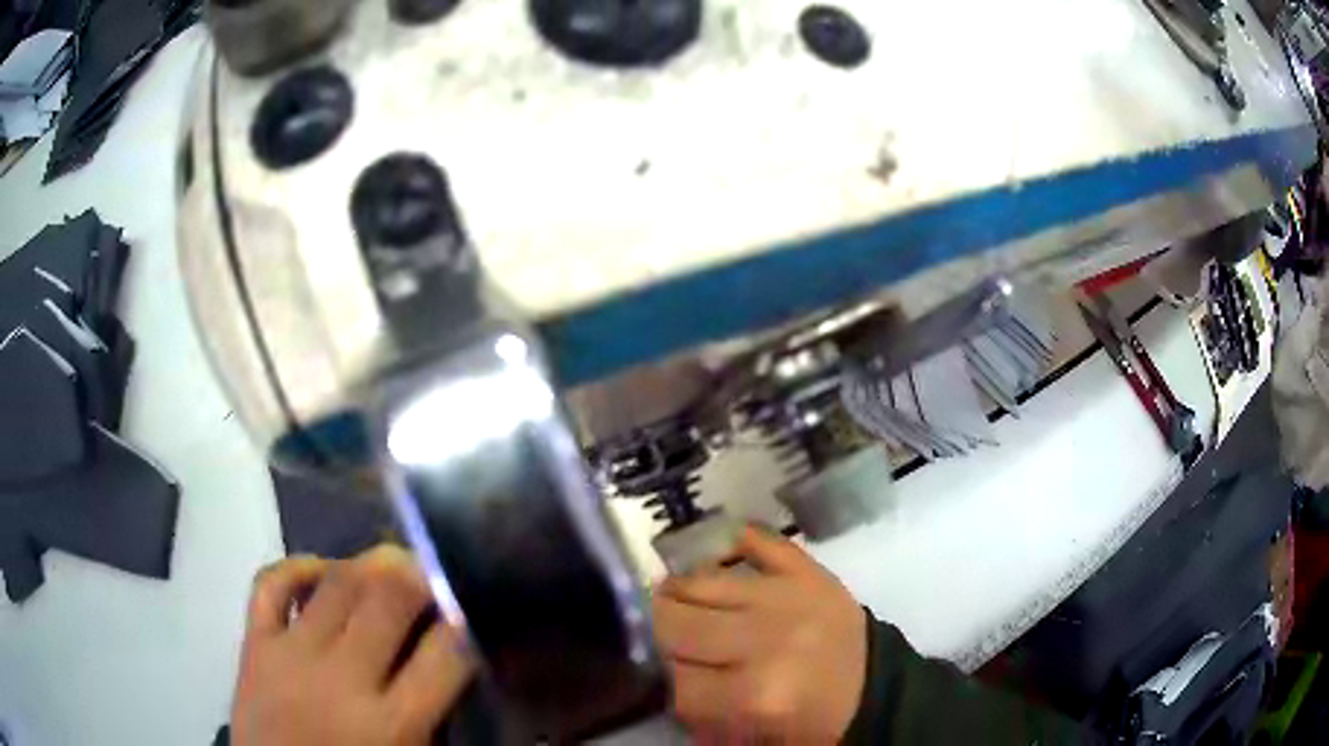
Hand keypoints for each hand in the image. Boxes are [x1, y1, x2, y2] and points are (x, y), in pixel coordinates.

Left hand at [231, 545, 474, 745]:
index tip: (472, 612)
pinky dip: (299, 566)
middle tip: (433, 578)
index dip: (467, 621)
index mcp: (392, 725)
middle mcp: (342, 679)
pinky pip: (270, 582)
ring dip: (369, 565)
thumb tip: (451, 660)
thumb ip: (435, 717)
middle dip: (421, 574)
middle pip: (389, 595)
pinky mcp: (254, 644)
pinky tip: (322, 571)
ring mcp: (291, 654)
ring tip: (388, 570)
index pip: (447, 652)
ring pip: (337, 579)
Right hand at [653, 527, 867, 742]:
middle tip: (666, 638)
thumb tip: (660, 674)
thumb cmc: (810, 720)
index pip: (676, 681)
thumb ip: (698, 711)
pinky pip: (756, 540)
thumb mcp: (750, 734)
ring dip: (679, 593)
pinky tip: (717, 560)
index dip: (667, 681)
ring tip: (680, 602)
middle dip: (662, 633)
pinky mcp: (808, 569)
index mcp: (756, 695)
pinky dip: (730, 544)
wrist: (874, 689)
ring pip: (699, 582)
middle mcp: (766, 641)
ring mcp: (787, 596)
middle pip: (675, 624)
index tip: (671, 678)